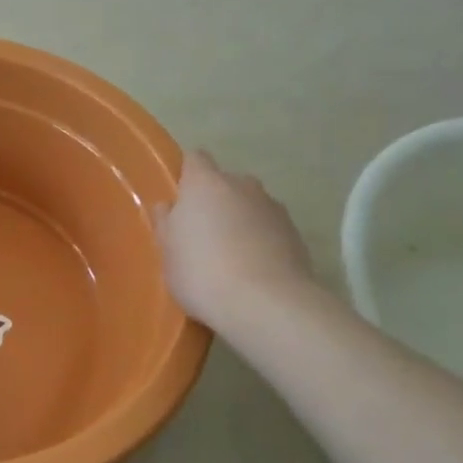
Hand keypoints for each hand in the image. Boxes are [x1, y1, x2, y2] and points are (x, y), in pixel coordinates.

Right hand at [154, 150, 314, 331]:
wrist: (266, 304)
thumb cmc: (202, 272)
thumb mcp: (167, 252)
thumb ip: (166, 224)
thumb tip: (168, 207)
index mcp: (205, 183)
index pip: (195, 159)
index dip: (187, 175)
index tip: (180, 201)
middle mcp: (242, 185)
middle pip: (225, 183)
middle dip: (215, 202)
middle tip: (203, 235)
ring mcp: (273, 208)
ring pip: (250, 206)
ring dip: (241, 221)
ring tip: (231, 257)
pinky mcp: (296, 233)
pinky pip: (270, 229)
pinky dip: (262, 241)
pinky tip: (254, 271)